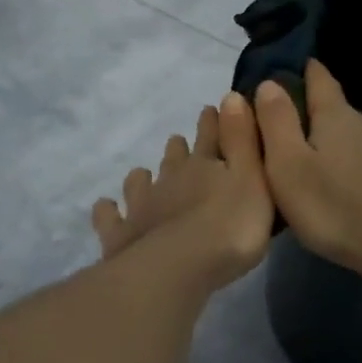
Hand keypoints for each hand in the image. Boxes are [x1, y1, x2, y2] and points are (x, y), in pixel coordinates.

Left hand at [92, 93, 273, 292]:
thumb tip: (231, 95)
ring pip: (139, 181)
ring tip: (144, 177)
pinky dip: (108, 211)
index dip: (213, 122)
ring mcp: (141, 205)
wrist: (180, 267)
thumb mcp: (253, 180)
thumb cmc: (230, 227)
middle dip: (178, 149)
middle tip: (179, 144)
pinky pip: (109, 217)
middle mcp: (170, 179)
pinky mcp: (120, 233)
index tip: (211, 109)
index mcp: (205, 166)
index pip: (212, 136)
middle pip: (174, 157)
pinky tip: (108, 209)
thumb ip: (243, 140)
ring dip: (142, 177)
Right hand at [253, 60, 361, 277]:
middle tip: (295, 142)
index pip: (320, 80)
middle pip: (339, 114)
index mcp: (336, 117)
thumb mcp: (288, 166)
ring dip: (343, 150)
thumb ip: (276, 123)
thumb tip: (269, 83)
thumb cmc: (335, 206)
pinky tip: (359, 197)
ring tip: (326, 175)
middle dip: (318, 121)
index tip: (297, 66)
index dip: (306, 71)